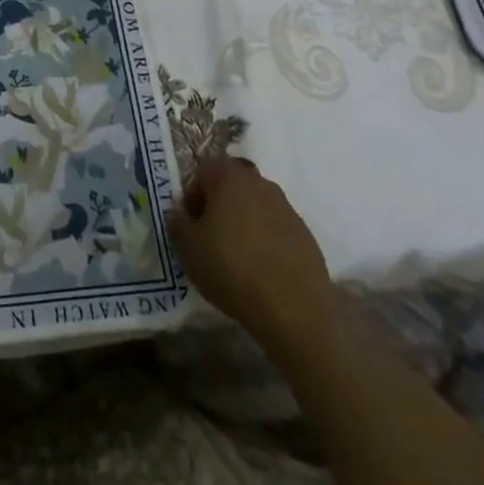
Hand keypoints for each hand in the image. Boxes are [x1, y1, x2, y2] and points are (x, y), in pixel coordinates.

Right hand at [167, 157, 333, 346]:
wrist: (293, 311)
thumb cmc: (231, 269)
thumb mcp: (187, 248)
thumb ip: (176, 222)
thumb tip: (179, 213)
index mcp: (230, 176)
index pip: (202, 174)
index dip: (191, 199)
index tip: (190, 229)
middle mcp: (261, 182)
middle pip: (231, 188)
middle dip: (219, 209)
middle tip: (210, 242)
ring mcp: (288, 209)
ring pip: (255, 208)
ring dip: (244, 225)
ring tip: (237, 260)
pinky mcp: (307, 236)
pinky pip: (277, 232)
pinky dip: (267, 244)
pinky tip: (262, 272)